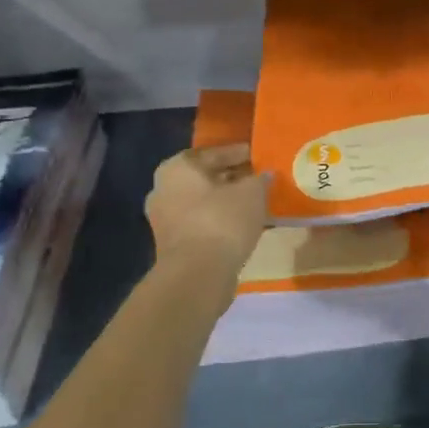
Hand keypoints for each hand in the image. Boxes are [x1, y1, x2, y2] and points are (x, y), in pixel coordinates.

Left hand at [145, 144, 268, 271]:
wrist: (197, 274)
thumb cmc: (222, 220)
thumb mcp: (252, 192)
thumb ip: (259, 179)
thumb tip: (264, 176)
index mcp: (177, 167)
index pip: (213, 153)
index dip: (238, 153)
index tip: (258, 156)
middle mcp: (163, 189)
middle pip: (205, 178)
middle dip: (231, 178)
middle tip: (257, 179)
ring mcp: (164, 219)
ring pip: (202, 202)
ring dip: (226, 202)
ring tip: (254, 203)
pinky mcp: (172, 245)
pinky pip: (201, 223)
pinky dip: (220, 221)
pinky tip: (243, 224)